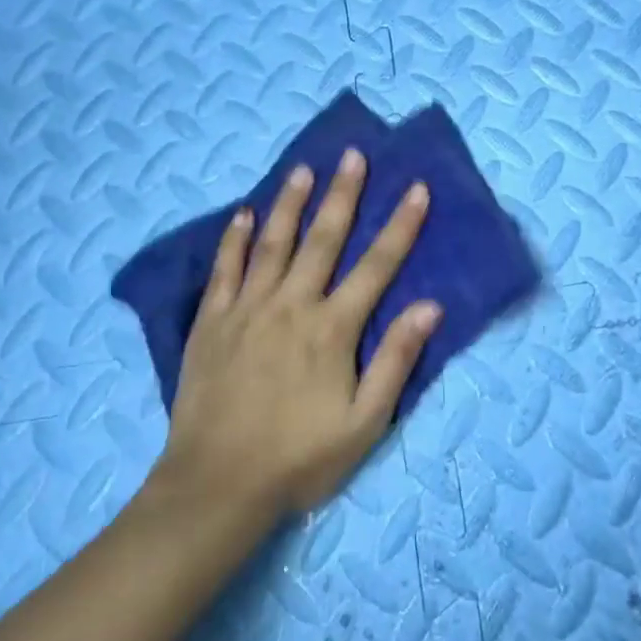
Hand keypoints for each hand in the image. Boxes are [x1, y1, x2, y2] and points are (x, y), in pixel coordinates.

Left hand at [159, 147, 441, 516]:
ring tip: (303, 169)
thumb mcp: (364, 423)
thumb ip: (395, 361)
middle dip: (343, 194)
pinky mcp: (210, 322)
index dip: (401, 226)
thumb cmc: (299, 458)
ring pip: (273, 243)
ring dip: (290, 203)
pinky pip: (224, 269)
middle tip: (353, 155)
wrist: (216, 485)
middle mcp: (291, 305)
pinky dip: (234, 238)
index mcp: (332, 329)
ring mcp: (246, 309)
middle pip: (323, 239)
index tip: (416, 188)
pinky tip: (242, 213)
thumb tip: (430, 307)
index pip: (376, 266)